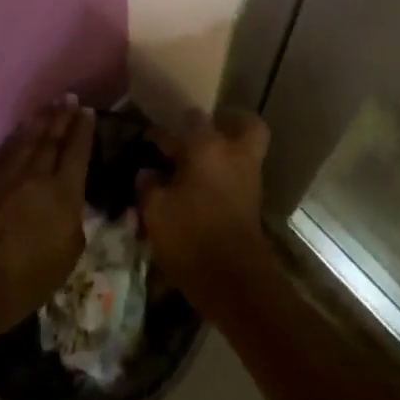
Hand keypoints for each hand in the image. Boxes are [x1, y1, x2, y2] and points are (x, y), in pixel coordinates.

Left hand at [0, 99, 94, 350]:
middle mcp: (35, 173)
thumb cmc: (18, 285)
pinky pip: (3, 148)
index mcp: (62, 192)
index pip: (77, 151)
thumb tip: (72, 203)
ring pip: (27, 137)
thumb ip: (73, 223)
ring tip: (50, 105)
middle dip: (63, 116)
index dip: (83, 129)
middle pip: (52, 137)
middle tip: (70, 98)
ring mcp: (4, 173)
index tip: (88, 111)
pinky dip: (15, 136)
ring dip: (40, 119)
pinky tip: (20, 131)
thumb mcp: (64, 260)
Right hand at [137, 109, 271, 311]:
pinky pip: (245, 172)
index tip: (151, 138)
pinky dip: (231, 172)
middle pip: (243, 122)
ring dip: (229, 148)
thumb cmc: (191, 236)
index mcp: (207, 146)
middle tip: (203, 133)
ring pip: (248, 147)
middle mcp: (233, 152)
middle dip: (227, 122)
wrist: (234, 280)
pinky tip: (207, 187)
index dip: (167, 129)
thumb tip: (146, 172)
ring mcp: (249, 176)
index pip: (190, 119)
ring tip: (201, 162)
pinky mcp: (254, 201)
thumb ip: (148, 186)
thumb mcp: (156, 212)